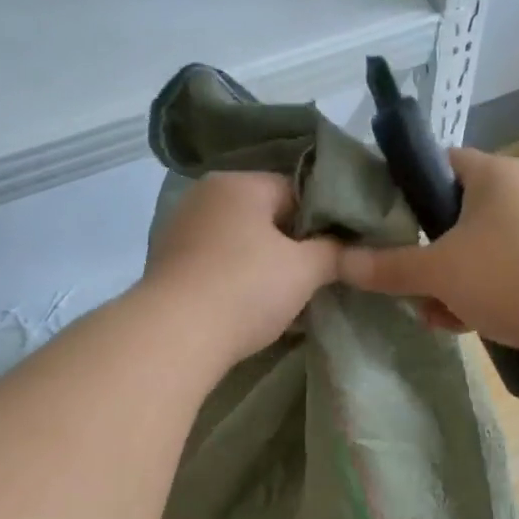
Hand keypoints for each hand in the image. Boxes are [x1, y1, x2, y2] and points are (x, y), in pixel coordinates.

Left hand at [144, 171, 340, 364]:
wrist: (177, 335)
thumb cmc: (247, 289)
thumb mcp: (305, 270)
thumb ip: (333, 252)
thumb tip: (350, 248)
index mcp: (239, 183)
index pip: (296, 190)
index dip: (322, 222)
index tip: (336, 255)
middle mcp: (205, 195)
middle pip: (264, 216)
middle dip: (291, 247)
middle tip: (314, 280)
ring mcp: (180, 229)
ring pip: (239, 243)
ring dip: (262, 267)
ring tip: (284, 300)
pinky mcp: (167, 265)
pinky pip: (215, 265)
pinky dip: (234, 281)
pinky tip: (247, 309)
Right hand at [338, 147, 518, 348]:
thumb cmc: (503, 274)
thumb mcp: (436, 271)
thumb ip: (387, 267)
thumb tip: (339, 263)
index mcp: (495, 175)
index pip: (440, 163)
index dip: (407, 187)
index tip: (382, 219)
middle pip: (456, 216)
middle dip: (426, 252)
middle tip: (402, 276)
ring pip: (478, 253)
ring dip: (449, 282)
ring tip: (429, 311)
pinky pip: (501, 278)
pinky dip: (478, 298)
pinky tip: (458, 324)